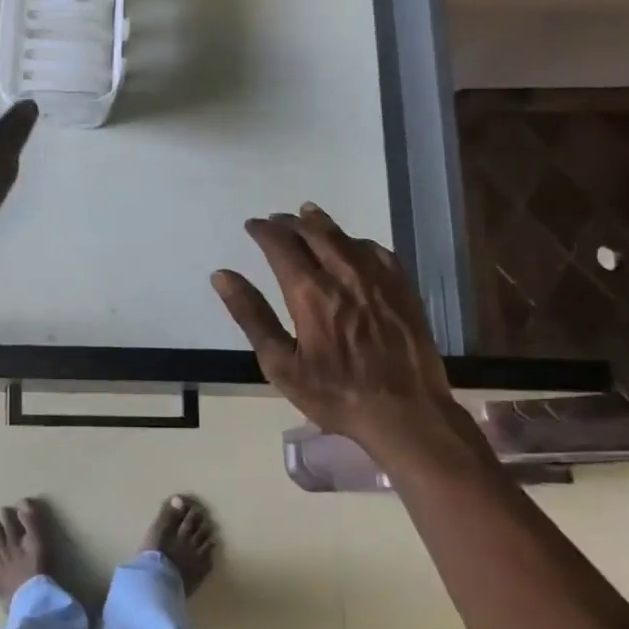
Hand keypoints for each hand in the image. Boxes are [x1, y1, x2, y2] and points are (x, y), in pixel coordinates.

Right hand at [211, 204, 484, 464]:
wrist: (406, 413)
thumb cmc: (336, 394)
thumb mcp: (281, 364)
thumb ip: (251, 316)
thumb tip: (222, 276)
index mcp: (310, 293)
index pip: (281, 246)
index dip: (264, 231)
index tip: (253, 226)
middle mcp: (343, 275)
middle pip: (313, 233)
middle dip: (290, 223)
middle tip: (277, 220)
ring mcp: (377, 279)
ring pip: (345, 237)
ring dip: (321, 223)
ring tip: (308, 215)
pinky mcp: (402, 288)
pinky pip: (377, 251)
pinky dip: (356, 241)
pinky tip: (353, 245)